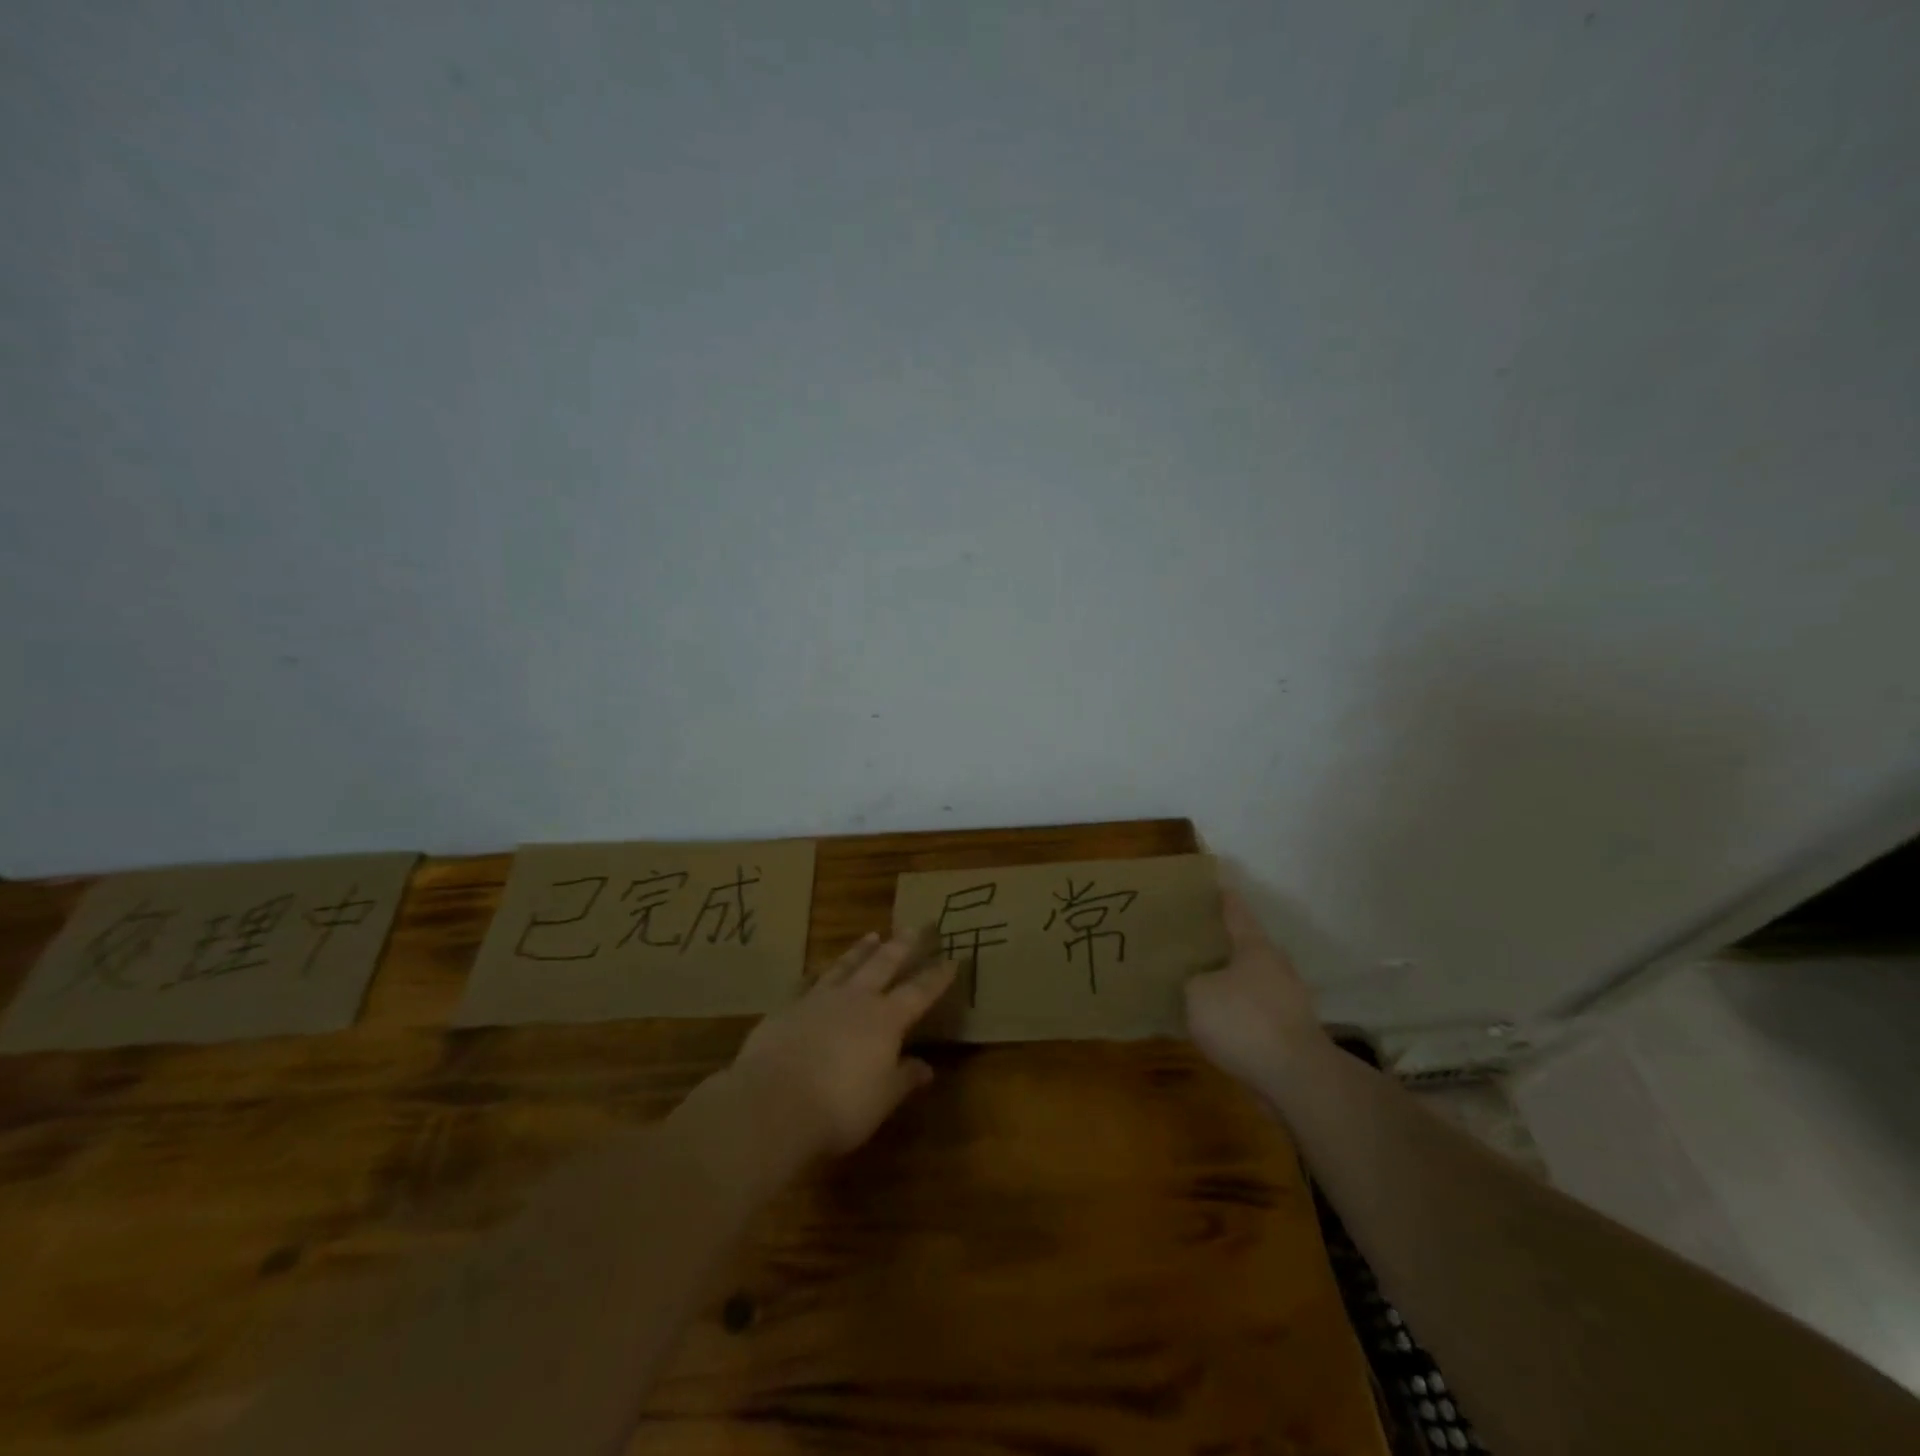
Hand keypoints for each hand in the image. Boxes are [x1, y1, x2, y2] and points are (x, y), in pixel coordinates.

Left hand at [727, 928, 958, 1159]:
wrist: (772, 1102)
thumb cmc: (839, 1107)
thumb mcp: (882, 1100)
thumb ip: (904, 1079)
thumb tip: (927, 1067)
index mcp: (886, 1020)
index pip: (919, 992)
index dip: (937, 976)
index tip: (952, 958)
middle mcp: (855, 1000)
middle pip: (884, 964)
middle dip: (902, 945)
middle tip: (915, 925)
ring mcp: (818, 1000)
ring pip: (845, 966)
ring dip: (860, 951)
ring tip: (872, 935)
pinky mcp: (787, 1009)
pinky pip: (806, 984)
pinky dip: (815, 976)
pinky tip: (814, 972)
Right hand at [1185, 890, 1325, 1089]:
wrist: (1295, 1078)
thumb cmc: (1243, 1021)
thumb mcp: (1197, 994)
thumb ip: (1192, 981)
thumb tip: (1197, 983)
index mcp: (1255, 947)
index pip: (1236, 911)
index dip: (1221, 898)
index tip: (1211, 886)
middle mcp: (1275, 966)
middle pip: (1245, 947)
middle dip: (1221, 946)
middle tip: (1191, 944)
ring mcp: (1288, 1001)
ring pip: (1250, 982)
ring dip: (1229, 984)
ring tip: (1198, 987)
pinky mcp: (1290, 1032)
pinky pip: (1255, 1013)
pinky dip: (1237, 1015)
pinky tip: (1216, 1025)